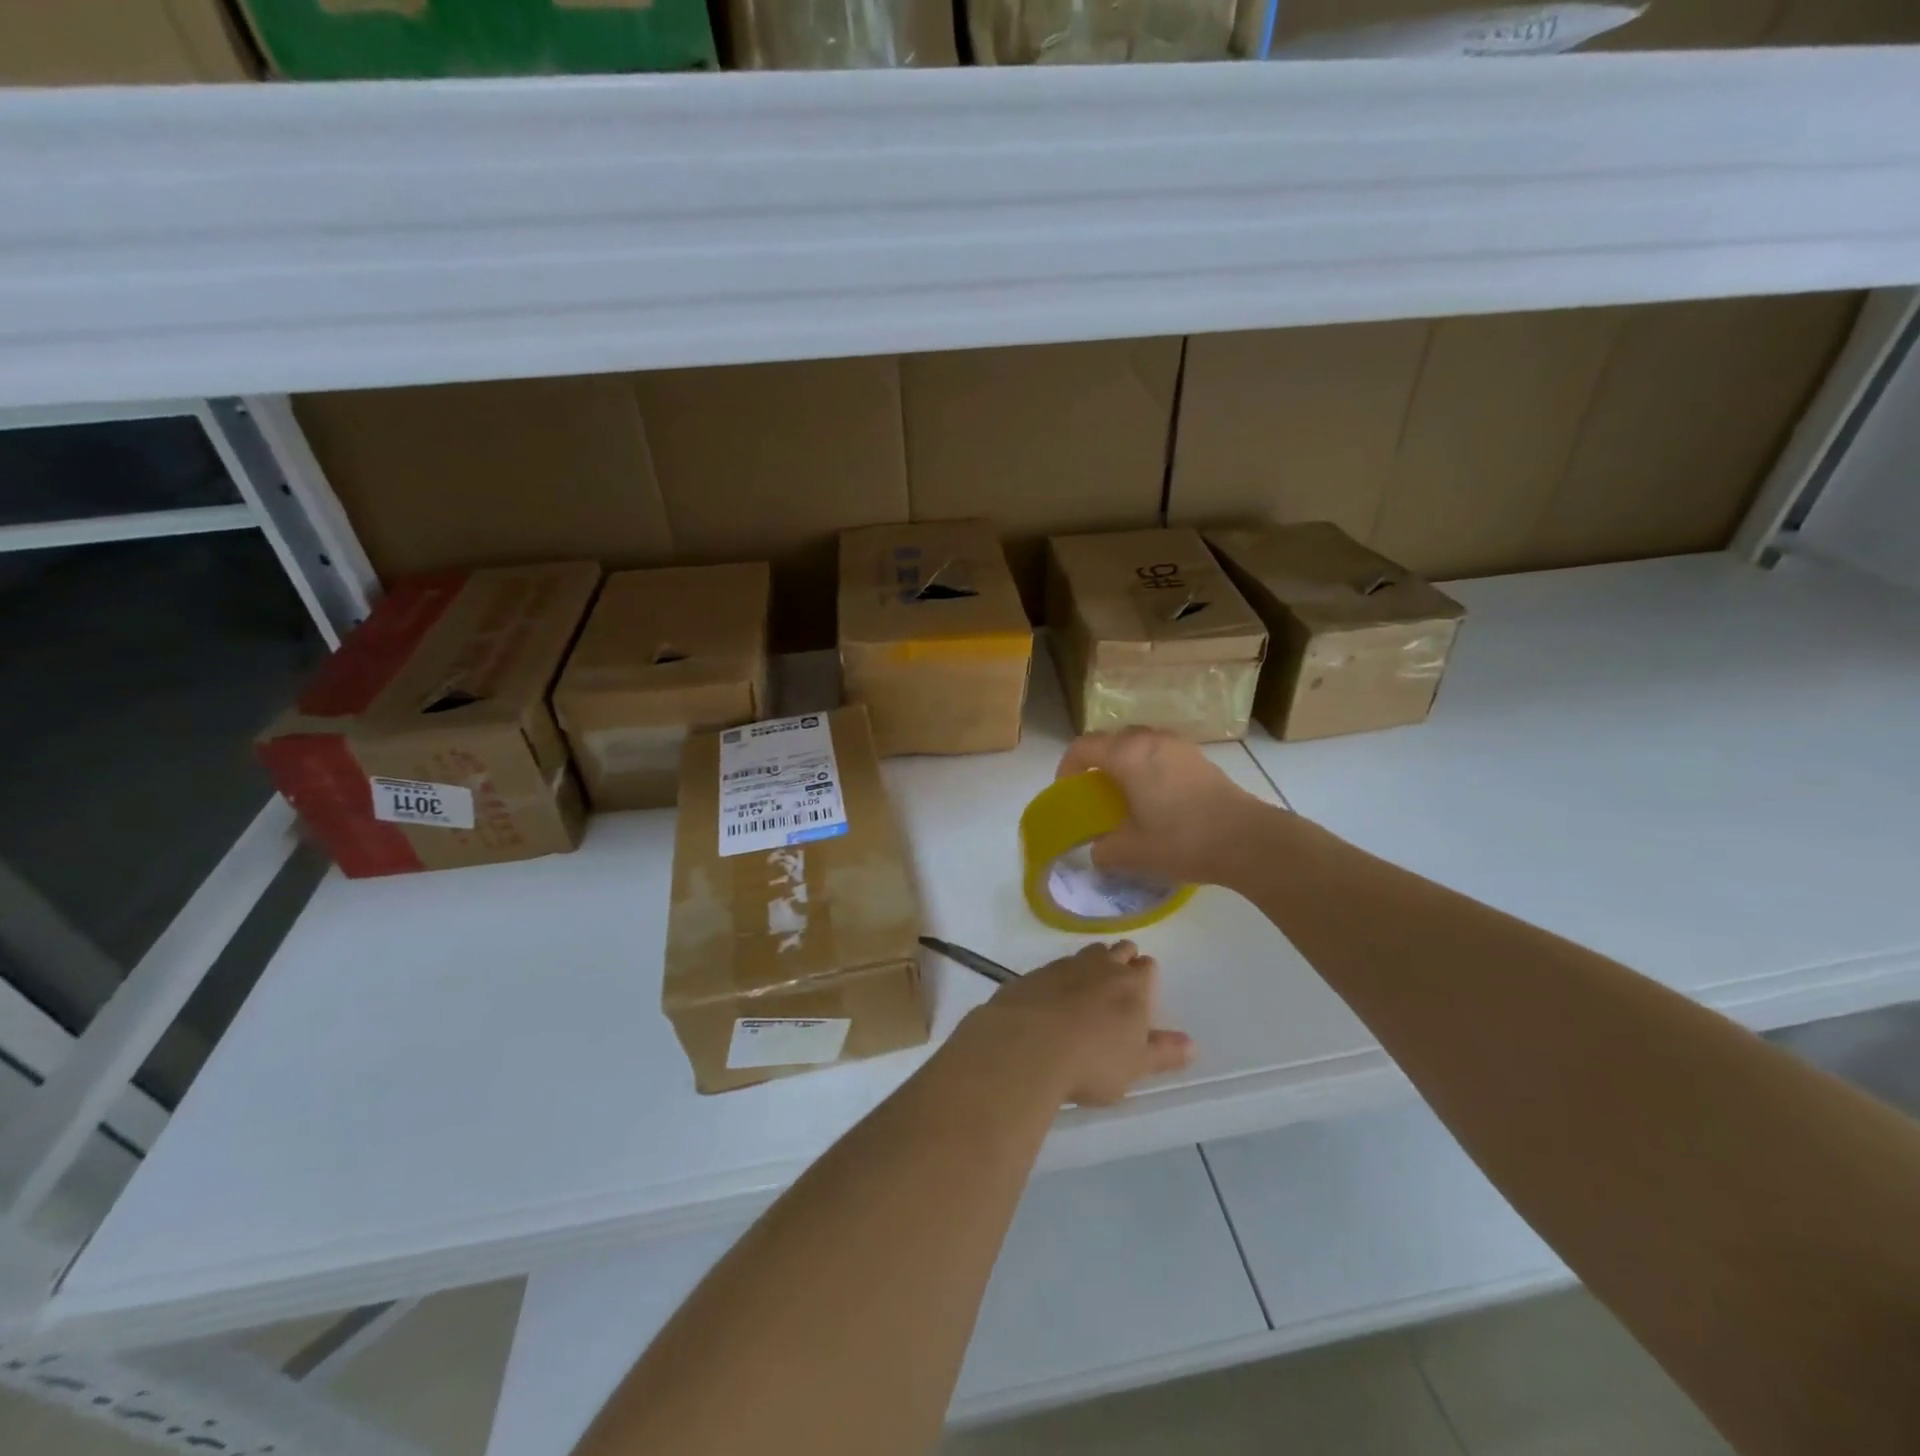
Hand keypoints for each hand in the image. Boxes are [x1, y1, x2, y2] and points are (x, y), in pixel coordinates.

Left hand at [972, 941, 1192, 1106]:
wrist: (1027, 1046)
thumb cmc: (1092, 1062)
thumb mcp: (1134, 1066)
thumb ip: (1163, 1053)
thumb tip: (1192, 1044)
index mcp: (1132, 987)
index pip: (1147, 967)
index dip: (1147, 973)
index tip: (1144, 983)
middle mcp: (1101, 968)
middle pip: (1118, 950)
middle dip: (1123, 957)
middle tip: (1121, 973)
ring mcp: (1064, 967)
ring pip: (1086, 953)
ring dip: (1093, 961)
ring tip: (1091, 979)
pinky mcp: (1034, 974)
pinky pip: (1055, 967)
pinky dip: (1061, 976)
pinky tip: (1055, 994)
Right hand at [1056, 727, 1270, 886]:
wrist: (1247, 840)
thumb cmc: (1182, 840)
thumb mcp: (1132, 852)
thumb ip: (1104, 849)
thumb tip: (1097, 850)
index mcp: (1127, 756)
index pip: (1083, 747)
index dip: (1067, 766)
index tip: (1067, 790)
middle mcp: (1151, 741)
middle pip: (1112, 740)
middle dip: (1097, 761)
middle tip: (1095, 791)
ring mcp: (1179, 747)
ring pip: (1140, 744)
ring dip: (1126, 762)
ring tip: (1126, 794)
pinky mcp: (1200, 759)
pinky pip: (1162, 754)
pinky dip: (1150, 768)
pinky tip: (1158, 798)